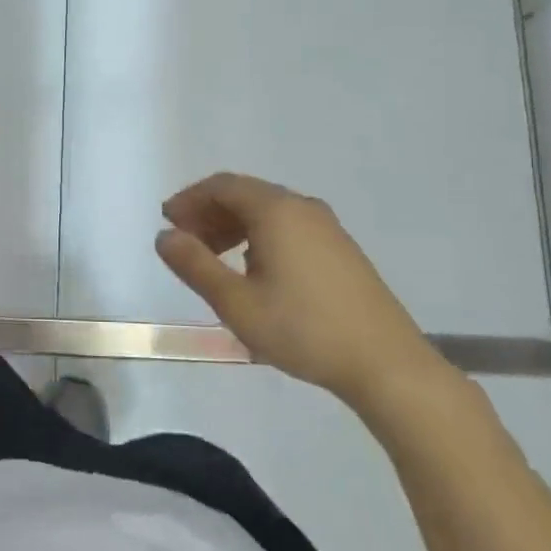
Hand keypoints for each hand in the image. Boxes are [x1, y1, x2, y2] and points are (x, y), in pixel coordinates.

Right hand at [154, 173, 459, 429]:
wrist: (386, 363)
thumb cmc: (303, 330)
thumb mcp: (237, 303)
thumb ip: (195, 265)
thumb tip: (164, 236)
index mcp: (276, 211)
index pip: (223, 186)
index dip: (190, 199)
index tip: (167, 221)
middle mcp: (302, 207)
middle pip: (245, 195)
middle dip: (209, 212)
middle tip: (185, 242)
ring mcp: (327, 227)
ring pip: (268, 212)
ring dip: (233, 225)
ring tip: (213, 258)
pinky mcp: (341, 249)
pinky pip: (288, 226)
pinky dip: (259, 236)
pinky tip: (253, 269)